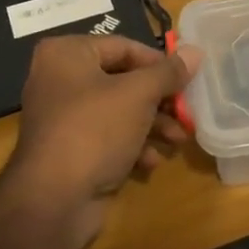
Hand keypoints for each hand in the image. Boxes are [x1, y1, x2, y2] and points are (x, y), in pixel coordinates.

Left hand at [3, 34, 203, 243]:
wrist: (53, 201)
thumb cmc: (95, 130)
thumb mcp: (139, 94)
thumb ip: (169, 72)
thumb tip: (195, 51)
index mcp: (67, 54)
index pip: (123, 47)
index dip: (158, 63)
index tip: (187, 79)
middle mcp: (58, 79)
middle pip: (122, 80)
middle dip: (159, 100)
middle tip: (186, 112)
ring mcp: (61, 117)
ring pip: (117, 111)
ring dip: (151, 125)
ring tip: (178, 140)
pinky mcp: (67, 150)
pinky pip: (105, 137)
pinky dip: (130, 145)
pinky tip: (150, 162)